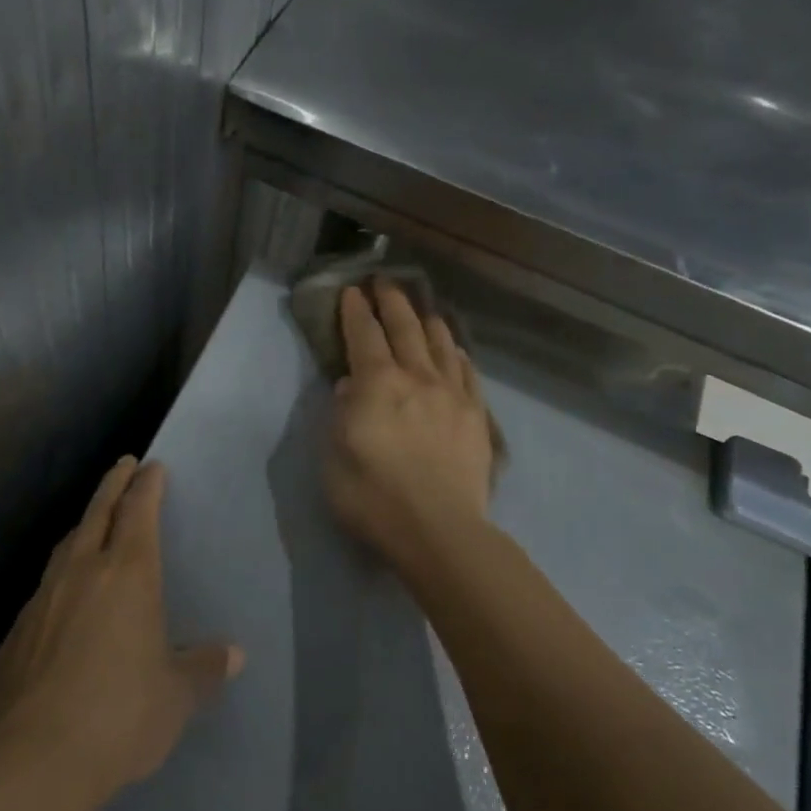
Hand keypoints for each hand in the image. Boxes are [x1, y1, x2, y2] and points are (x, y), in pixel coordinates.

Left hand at [0, 457, 243, 799]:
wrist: (39, 756)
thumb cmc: (123, 713)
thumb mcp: (177, 695)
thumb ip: (204, 668)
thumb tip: (233, 655)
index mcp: (129, 574)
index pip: (139, 511)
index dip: (147, 485)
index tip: (152, 466)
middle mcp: (83, 572)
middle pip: (98, 512)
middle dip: (113, 484)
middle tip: (123, 465)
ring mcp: (44, 598)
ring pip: (65, 546)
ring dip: (83, 527)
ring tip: (93, 524)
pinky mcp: (17, 632)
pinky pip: (44, 591)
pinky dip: (60, 581)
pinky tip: (63, 603)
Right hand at [325, 280, 494, 568]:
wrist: (439, 530)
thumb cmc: (373, 497)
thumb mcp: (334, 457)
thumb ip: (340, 414)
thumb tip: (350, 386)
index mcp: (377, 384)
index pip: (364, 336)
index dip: (356, 311)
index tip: (352, 292)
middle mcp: (417, 378)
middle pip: (405, 328)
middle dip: (393, 301)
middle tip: (385, 281)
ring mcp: (452, 395)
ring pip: (441, 345)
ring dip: (428, 322)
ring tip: (422, 309)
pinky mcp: (476, 416)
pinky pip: (467, 373)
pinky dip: (457, 355)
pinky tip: (455, 350)